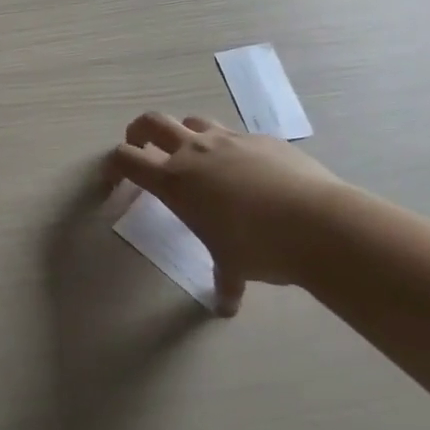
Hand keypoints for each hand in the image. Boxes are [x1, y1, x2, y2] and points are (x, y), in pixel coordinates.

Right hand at [106, 113, 348, 310]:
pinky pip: (236, 136)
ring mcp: (230, 139)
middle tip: (141, 149)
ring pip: (193, 121)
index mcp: (174, 180)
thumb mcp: (233, 266)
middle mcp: (195, 151)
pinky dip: (231, 149)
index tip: (112, 181)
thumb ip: (224, 281)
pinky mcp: (262, 139)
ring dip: (184, 135)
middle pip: (151, 123)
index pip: (126, 159)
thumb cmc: (259, 247)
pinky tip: (249, 174)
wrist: (318, 222)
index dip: (112, 166)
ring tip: (194, 157)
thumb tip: (226, 307)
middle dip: (139, 132)